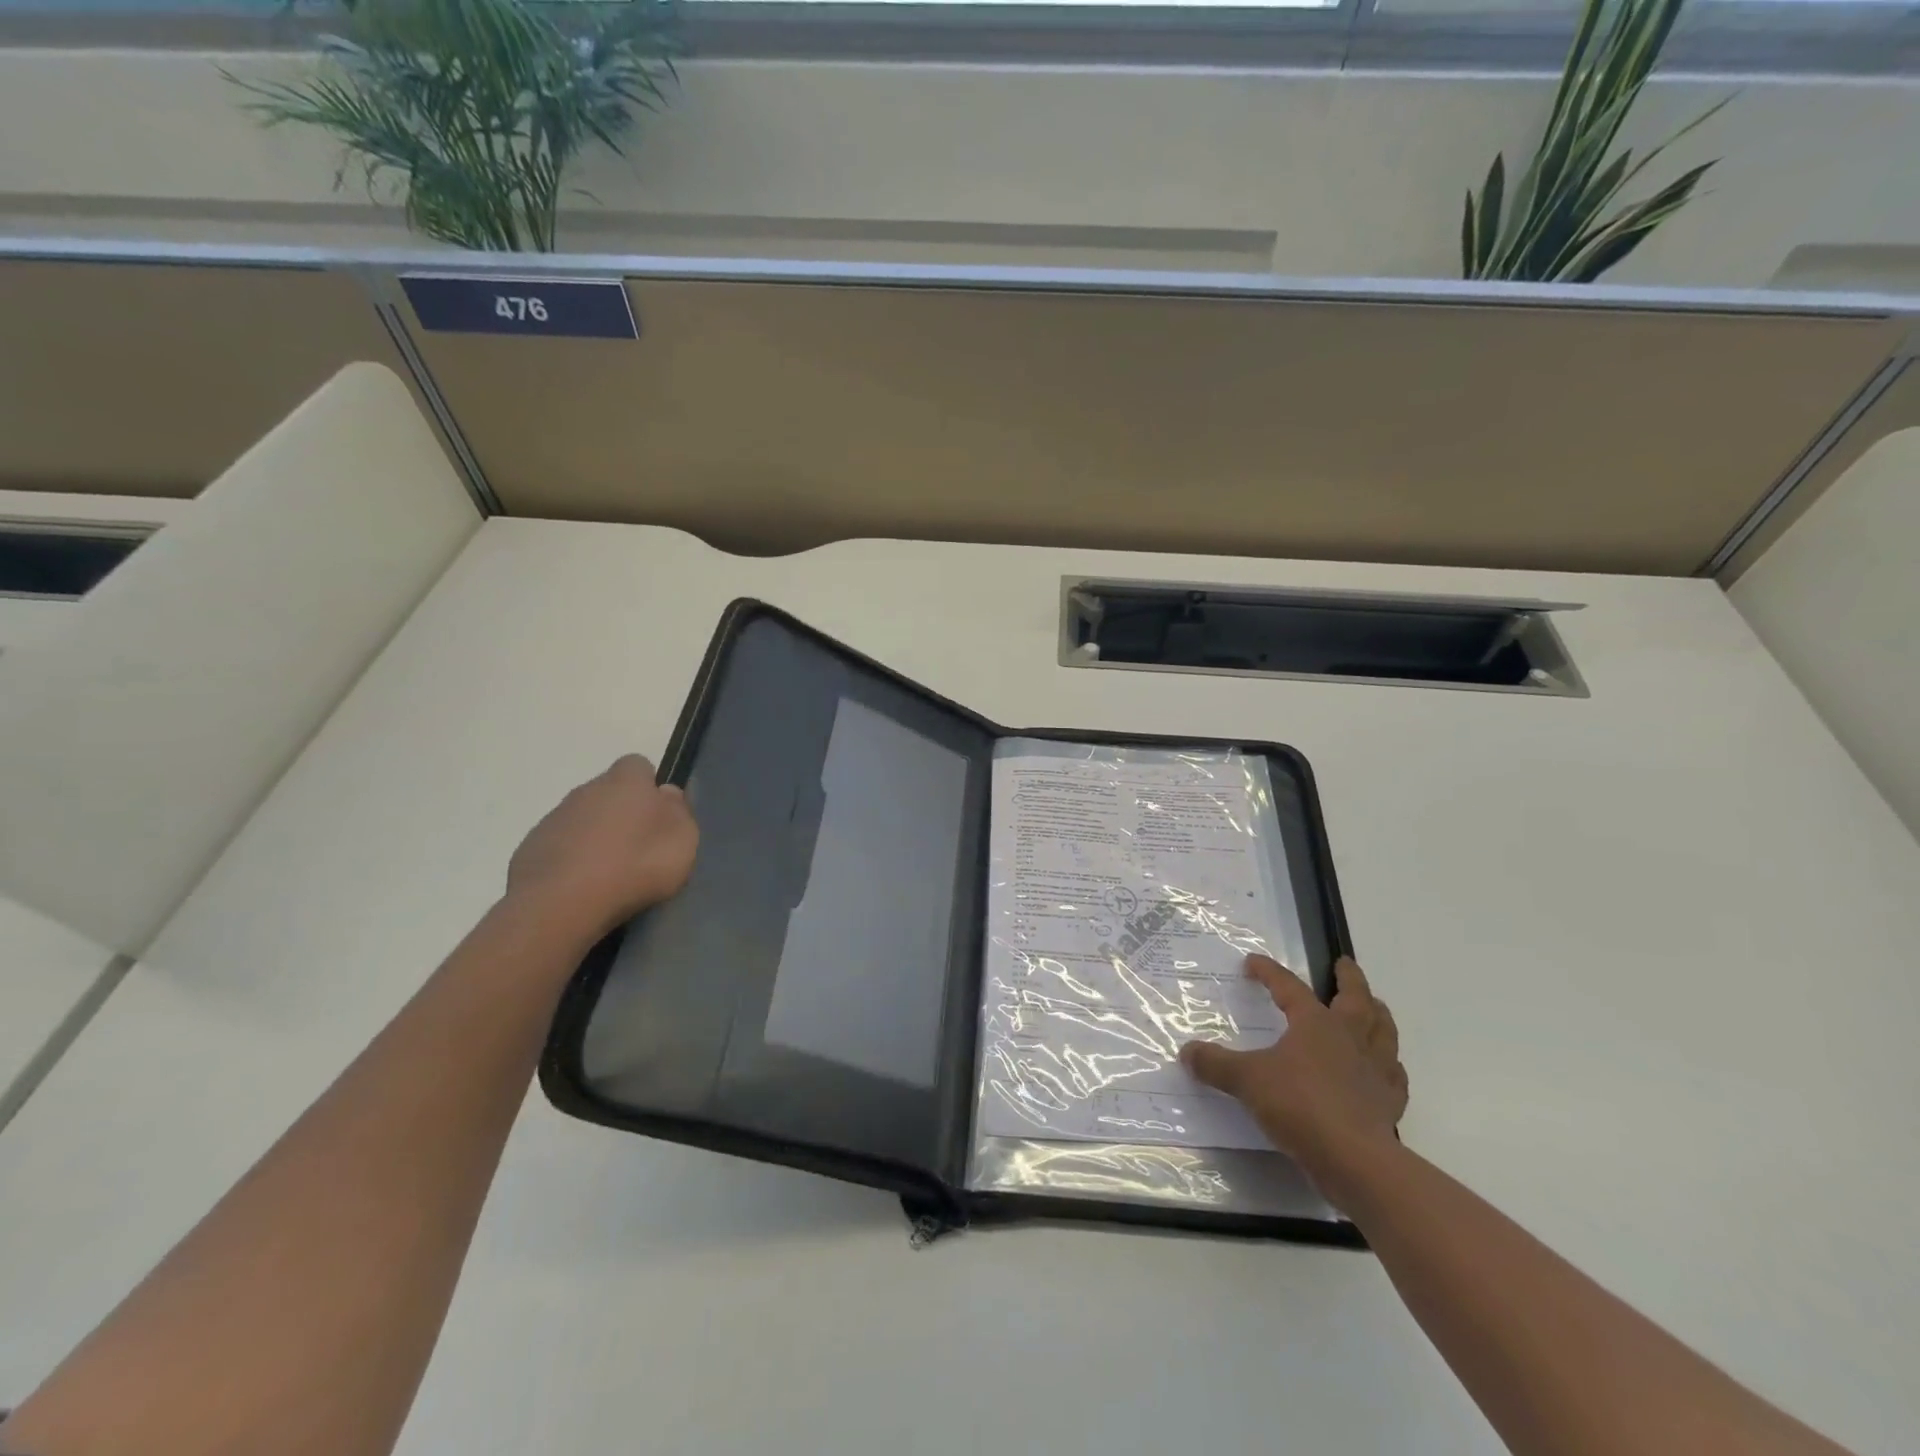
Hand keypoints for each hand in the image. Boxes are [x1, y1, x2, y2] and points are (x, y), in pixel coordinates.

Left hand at [506, 755, 698, 940]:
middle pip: (609, 793)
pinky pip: (559, 846)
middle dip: (622, 813)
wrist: (561, 903)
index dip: (650, 787)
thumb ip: (678, 811)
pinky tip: (583, 886)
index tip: (659, 817)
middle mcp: (586, 790)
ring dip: (596, 837)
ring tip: (611, 873)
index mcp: (626, 781)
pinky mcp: (530, 848)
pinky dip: (572, 859)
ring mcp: (554, 818)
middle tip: (638, 848)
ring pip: (583, 819)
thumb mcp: (682, 839)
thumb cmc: (635, 865)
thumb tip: (666, 794)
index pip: (639, 765)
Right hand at [1182, 955, 1407, 1206]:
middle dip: (1349, 978)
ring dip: (1378, 1014)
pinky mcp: (1389, 1102)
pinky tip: (1385, 1069)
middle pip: (1356, 998)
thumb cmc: (1298, 1105)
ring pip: (1383, 1030)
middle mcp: (1350, 1037)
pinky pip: (1393, 1075)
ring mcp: (1375, 1069)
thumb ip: (1216, 1064)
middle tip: (1344, 964)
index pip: (1289, 987)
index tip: (1252, 962)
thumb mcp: (1246, 1080)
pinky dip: (1389, 1066)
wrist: (1354, 1158)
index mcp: (1316, 1023)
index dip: (1269, 972)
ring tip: (1374, 1006)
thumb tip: (1186, 1051)